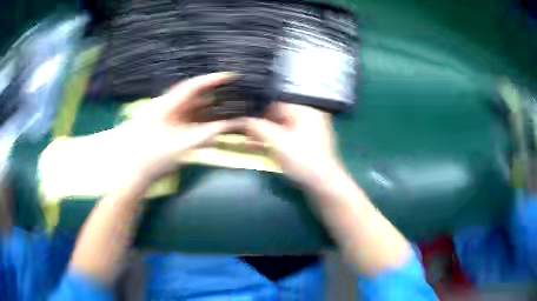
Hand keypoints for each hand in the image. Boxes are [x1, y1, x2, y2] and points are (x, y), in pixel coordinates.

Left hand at [122, 72, 239, 182]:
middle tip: (232, 94)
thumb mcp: (183, 147)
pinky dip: (198, 118)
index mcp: (166, 105)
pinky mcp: (164, 123)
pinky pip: (185, 116)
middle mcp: (164, 105)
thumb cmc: (155, 160)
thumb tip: (228, 125)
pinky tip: (210, 122)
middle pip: (192, 94)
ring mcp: (164, 114)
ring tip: (226, 108)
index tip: (230, 76)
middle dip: (213, 94)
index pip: (192, 86)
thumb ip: (208, 134)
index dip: (212, 80)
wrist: (135, 173)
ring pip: (189, 105)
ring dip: (207, 107)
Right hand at [244, 103, 342, 187]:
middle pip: (277, 115)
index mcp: (304, 109)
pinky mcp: (306, 144)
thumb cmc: (301, 158)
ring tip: (246, 140)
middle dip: (258, 123)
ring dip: (263, 134)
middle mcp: (308, 116)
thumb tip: (239, 120)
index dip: (256, 109)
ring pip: (280, 128)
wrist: (323, 183)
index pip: (275, 102)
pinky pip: (285, 138)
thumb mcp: (276, 140)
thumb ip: (256, 127)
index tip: (241, 116)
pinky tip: (257, 147)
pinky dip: (272, 141)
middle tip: (242, 130)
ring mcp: (308, 131)